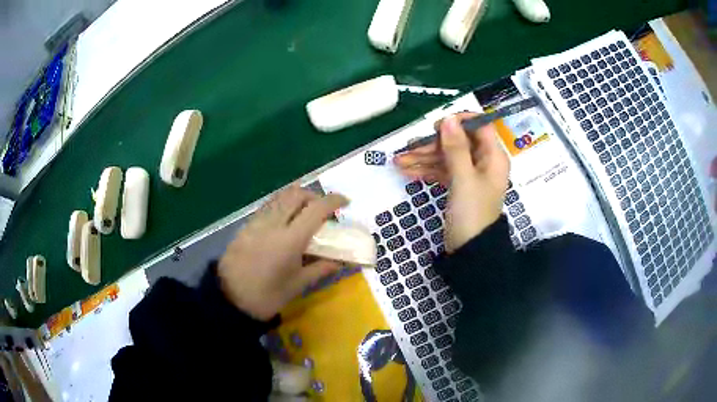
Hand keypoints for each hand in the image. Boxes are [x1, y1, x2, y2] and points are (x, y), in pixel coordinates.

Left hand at [217, 186, 347, 320]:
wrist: (229, 299)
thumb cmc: (266, 296)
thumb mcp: (297, 285)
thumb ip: (320, 268)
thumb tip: (339, 261)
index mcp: (289, 240)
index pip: (316, 209)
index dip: (333, 201)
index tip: (345, 202)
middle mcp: (273, 223)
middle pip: (296, 194)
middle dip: (314, 196)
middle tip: (322, 211)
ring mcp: (256, 222)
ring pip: (280, 196)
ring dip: (296, 199)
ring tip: (304, 215)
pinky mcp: (246, 226)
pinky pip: (268, 206)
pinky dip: (282, 206)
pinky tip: (284, 223)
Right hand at [395, 113, 509, 251]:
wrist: (470, 251)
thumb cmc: (472, 213)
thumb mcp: (463, 179)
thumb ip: (456, 148)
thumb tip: (449, 118)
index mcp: (493, 156)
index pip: (480, 126)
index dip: (459, 122)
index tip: (437, 126)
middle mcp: (483, 161)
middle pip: (458, 142)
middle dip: (432, 145)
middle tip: (409, 149)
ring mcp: (470, 174)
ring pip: (446, 157)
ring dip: (423, 158)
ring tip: (398, 162)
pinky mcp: (459, 186)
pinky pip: (442, 171)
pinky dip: (427, 171)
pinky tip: (407, 172)